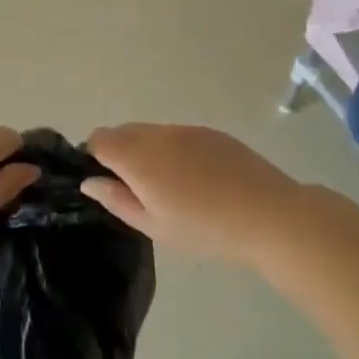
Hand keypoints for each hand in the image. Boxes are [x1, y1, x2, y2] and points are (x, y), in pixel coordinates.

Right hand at [81, 123, 313, 264]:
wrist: (268, 215)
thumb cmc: (204, 229)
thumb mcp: (154, 225)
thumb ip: (117, 200)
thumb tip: (90, 182)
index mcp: (138, 156)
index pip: (99, 139)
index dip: (94, 157)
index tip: (106, 183)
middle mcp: (159, 134)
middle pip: (124, 131)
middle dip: (119, 153)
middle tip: (136, 190)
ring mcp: (188, 129)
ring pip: (152, 132)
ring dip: (148, 151)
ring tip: (170, 187)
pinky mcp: (212, 133)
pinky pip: (179, 135)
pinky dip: (174, 150)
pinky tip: (196, 180)